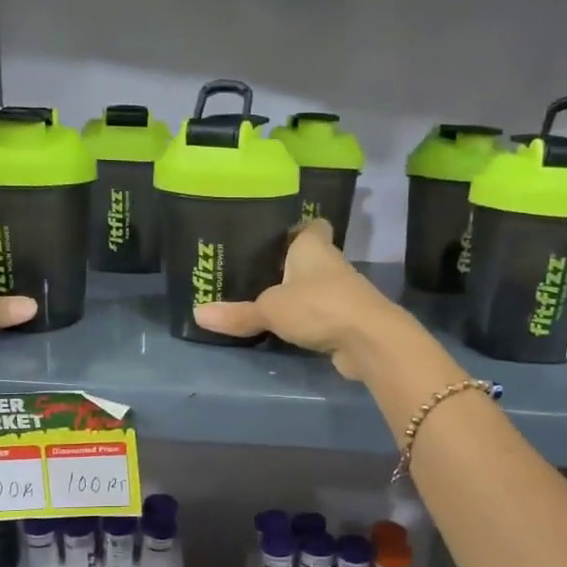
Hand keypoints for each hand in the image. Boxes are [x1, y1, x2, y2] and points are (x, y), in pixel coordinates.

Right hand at [192, 220, 406, 377]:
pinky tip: (284, 327)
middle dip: (287, 264)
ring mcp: (342, 293)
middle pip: (308, 258)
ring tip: (262, 298)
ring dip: (297, 294)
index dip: (295, 227)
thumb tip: (198, 314)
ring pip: (315, 287)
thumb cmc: (318, 306)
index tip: (274, 233)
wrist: (369, 341)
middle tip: (254, 269)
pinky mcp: (346, 320)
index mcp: (313, 247)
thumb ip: (237, 313)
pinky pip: (320, 314)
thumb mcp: (270, 309)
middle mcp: (331, 264)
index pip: (310, 225)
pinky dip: (306, 319)